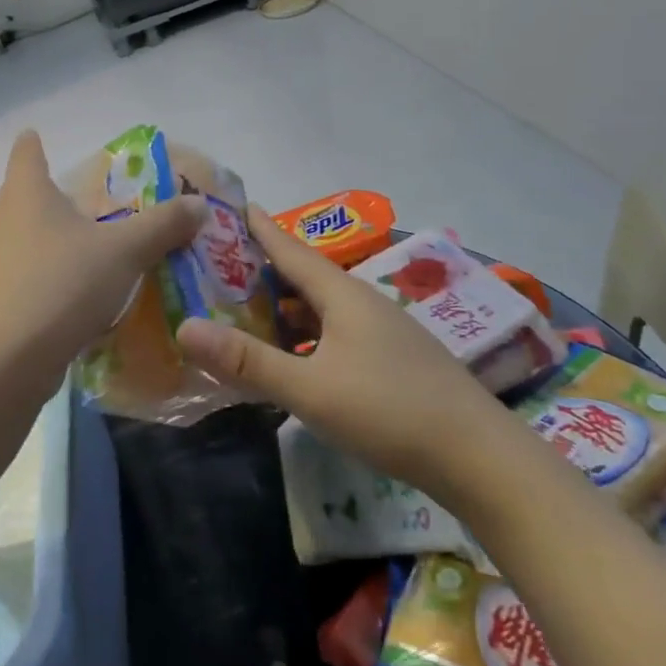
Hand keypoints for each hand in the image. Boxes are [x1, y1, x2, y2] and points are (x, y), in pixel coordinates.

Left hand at [0, 131, 204, 392]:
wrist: (5, 360)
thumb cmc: (61, 283)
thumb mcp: (123, 251)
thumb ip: (162, 225)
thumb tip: (198, 203)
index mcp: (27, 192)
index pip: (25, 152)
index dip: (34, 143)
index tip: (42, 138)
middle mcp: (6, 220)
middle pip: (30, 195)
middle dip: (61, 197)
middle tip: (103, 201)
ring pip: (33, 238)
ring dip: (62, 240)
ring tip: (101, 246)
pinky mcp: (1, 300)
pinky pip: (35, 276)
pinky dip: (58, 276)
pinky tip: (86, 294)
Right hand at [176, 209, 513, 496]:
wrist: (482, 459)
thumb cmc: (389, 411)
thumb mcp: (309, 389)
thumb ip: (247, 360)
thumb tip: (183, 326)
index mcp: (341, 295)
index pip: (289, 249)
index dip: (259, 228)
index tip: (233, 206)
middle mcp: (362, 303)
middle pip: (304, 277)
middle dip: (263, 271)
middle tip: (219, 267)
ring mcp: (382, 332)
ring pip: (322, 309)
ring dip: (285, 309)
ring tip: (246, 313)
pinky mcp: (393, 361)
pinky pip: (336, 334)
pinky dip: (306, 337)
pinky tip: (294, 358)